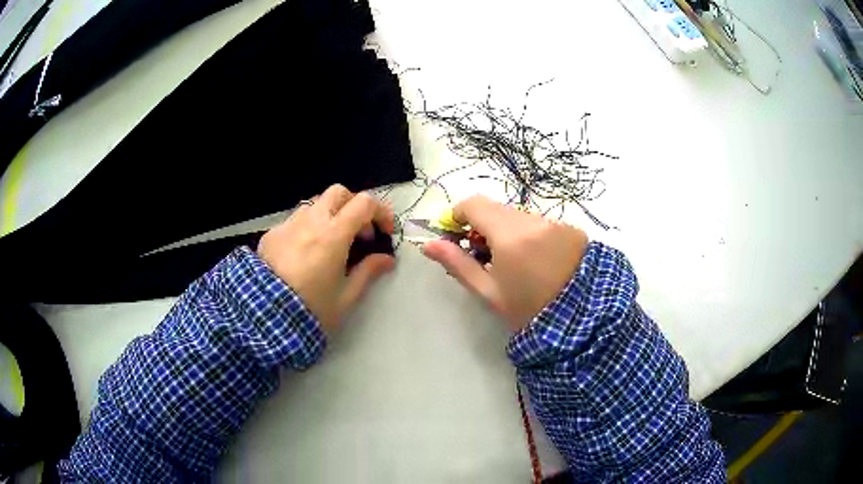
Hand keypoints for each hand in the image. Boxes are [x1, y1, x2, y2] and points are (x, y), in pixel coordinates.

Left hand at [258, 185, 394, 333]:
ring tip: (331, 243)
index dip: (380, 212)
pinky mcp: (272, 233)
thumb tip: (386, 259)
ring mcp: (289, 224)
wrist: (265, 317)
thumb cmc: (312, 309)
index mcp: (333, 235)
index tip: (384, 231)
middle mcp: (311, 221)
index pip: (364, 203)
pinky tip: (305, 252)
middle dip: (354, 206)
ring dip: (330, 215)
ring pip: (315, 204)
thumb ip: (368, 271)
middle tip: (359, 233)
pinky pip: (296, 220)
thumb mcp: (346, 296)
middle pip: (339, 193)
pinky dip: (309, 227)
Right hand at [422, 195, 587, 331]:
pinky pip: (540, 223)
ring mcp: (554, 223)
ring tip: (513, 263)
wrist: (582, 320)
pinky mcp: (571, 229)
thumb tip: (428, 245)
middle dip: (483, 226)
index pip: (474, 204)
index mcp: (509, 235)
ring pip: (518, 216)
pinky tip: (537, 261)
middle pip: (496, 209)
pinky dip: (529, 235)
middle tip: (483, 255)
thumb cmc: (528, 310)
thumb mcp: (489, 291)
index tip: (456, 235)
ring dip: (507, 231)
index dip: (458, 215)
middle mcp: (532, 220)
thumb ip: (457, 264)